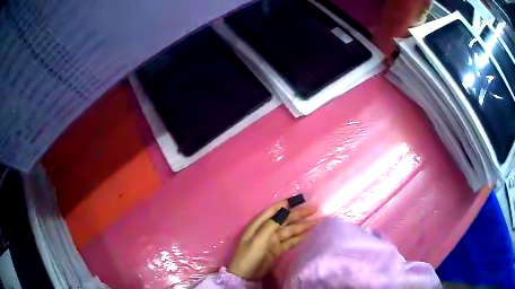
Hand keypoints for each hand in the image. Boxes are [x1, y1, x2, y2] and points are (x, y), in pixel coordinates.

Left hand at [227, 197, 318, 279]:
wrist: (246, 275)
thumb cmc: (250, 255)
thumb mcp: (258, 239)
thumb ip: (271, 224)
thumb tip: (285, 210)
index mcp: (259, 224)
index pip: (275, 210)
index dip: (288, 203)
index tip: (302, 199)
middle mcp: (267, 230)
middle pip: (285, 219)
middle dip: (299, 214)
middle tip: (315, 209)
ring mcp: (273, 240)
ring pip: (290, 230)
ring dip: (303, 225)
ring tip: (317, 221)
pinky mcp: (278, 249)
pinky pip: (291, 241)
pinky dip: (300, 237)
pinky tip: (309, 233)